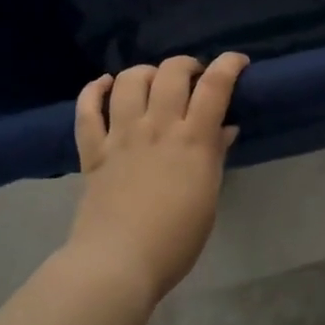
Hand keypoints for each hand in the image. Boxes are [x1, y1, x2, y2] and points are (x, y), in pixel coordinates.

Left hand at [68, 53, 249, 304]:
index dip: (229, 64)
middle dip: (186, 64)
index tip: (238, 62)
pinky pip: (87, 109)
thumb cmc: (175, 240)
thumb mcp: (208, 198)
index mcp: (192, 140)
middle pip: (171, 72)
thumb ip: (214, 157)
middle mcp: (156, 127)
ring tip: (152, 82)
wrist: (118, 263)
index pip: (215, 86)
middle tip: (192, 78)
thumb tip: (225, 128)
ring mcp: (121, 135)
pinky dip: (94, 90)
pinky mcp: (93, 150)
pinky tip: (104, 85)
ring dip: (144, 72)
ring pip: (128, 80)